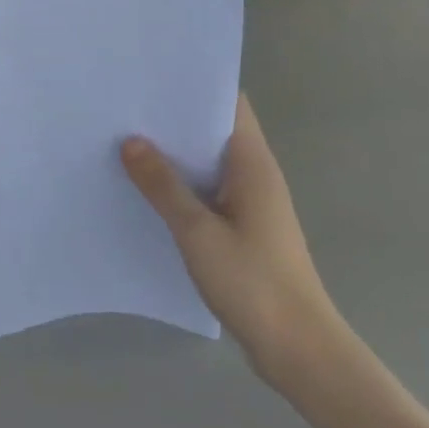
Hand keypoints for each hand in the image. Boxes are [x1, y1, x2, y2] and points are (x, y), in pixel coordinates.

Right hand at [123, 95, 340, 378]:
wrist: (300, 352)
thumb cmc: (253, 283)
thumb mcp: (198, 232)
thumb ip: (163, 185)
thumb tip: (130, 141)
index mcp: (252, 162)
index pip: (228, 102)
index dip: (195, 84)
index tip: (154, 75)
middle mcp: (255, 173)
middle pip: (214, 129)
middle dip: (175, 118)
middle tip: (128, 105)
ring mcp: (251, 202)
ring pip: (209, 162)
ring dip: (176, 153)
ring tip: (127, 139)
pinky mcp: (244, 228)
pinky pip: (209, 191)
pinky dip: (183, 183)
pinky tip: (148, 189)